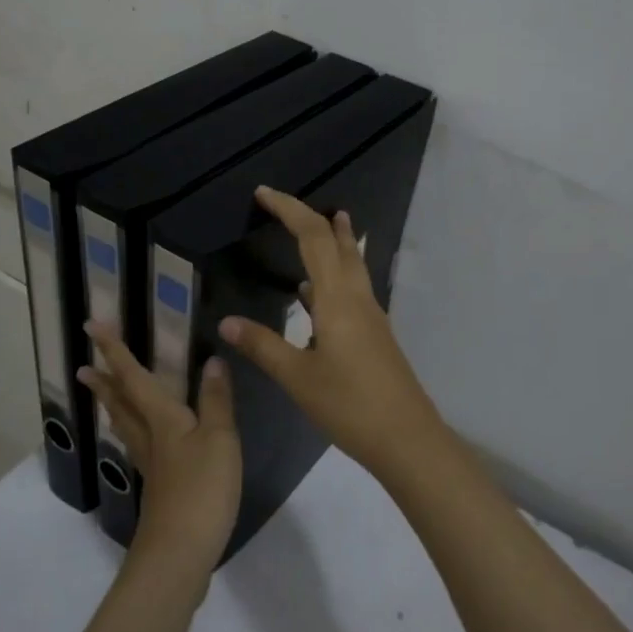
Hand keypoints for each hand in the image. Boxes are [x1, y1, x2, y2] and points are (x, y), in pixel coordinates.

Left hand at [79, 322, 242, 575]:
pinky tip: (141, 441)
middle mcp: (150, 437)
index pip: (134, 377)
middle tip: (82, 366)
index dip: (114, 351)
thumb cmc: (203, 489)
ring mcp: (151, 465)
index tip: (92, 326)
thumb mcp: (220, 438)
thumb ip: (216, 400)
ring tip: (103, 396)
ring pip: (126, 426)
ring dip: (112, 406)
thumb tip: (212, 361)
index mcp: (162, 419)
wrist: (181, 553)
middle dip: (104, 382)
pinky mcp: (158, 488)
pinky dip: (132, 433)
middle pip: (121, 403)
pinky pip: (138, 447)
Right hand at [219, 186, 443, 477]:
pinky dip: (333, 275)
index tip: (263, 193)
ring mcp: (371, 315)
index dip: (288, 209)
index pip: (312, 238)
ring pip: (351, 263)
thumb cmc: (349, 405)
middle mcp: (357, 297)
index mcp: (337, 299)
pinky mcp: (374, 333)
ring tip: (319, 225)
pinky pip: (352, 288)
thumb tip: (226, 322)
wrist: (406, 438)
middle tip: (283, 203)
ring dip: (333, 240)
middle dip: (311, 217)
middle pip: (337, 242)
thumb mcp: (298, 377)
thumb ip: (262, 346)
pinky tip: (315, 293)